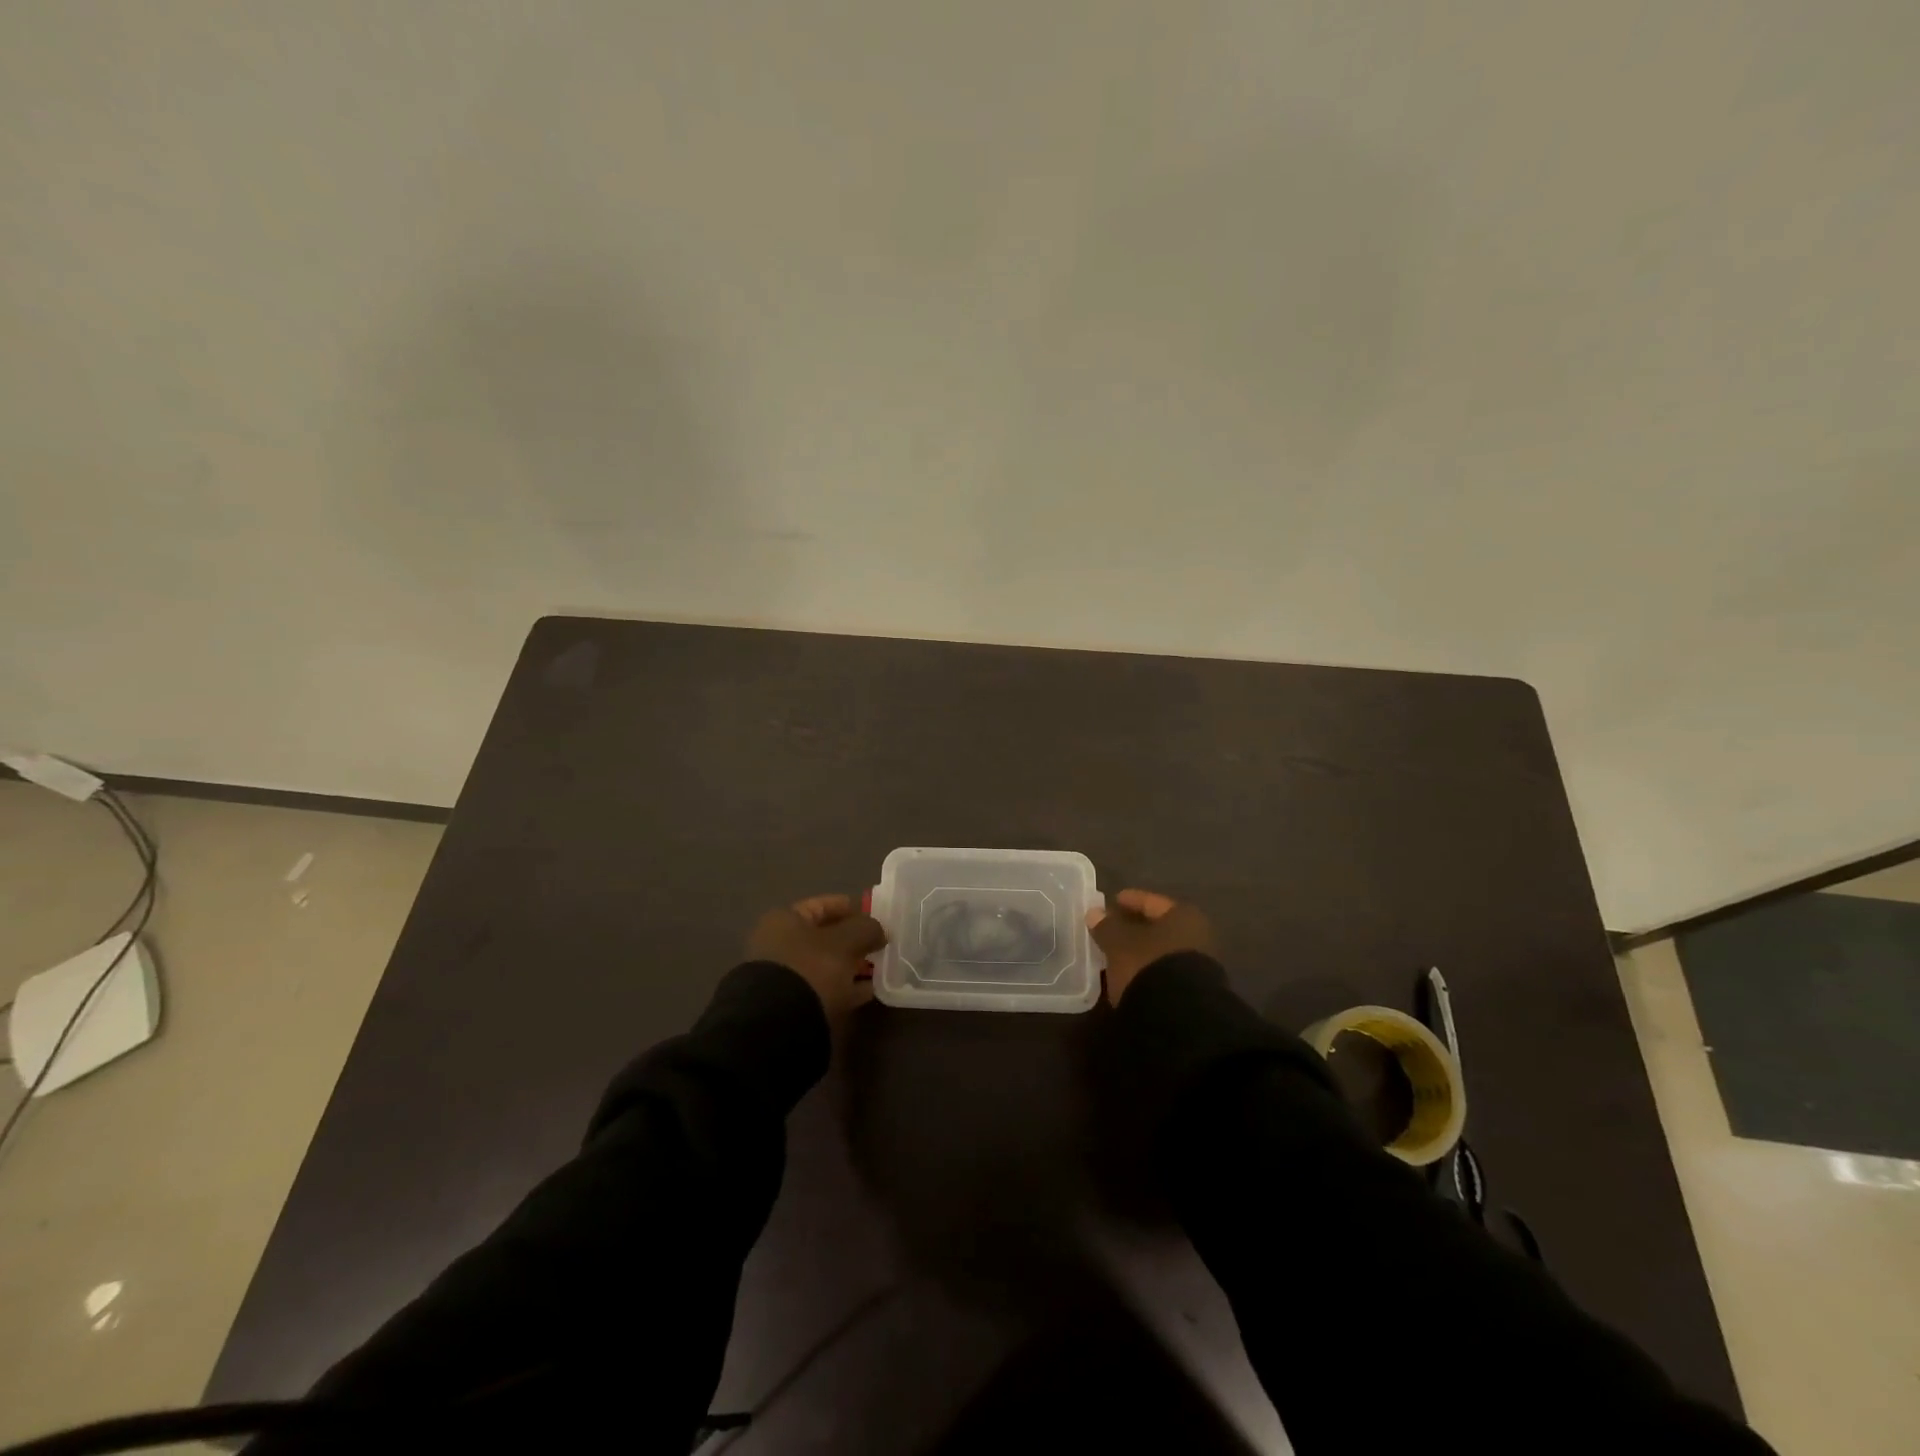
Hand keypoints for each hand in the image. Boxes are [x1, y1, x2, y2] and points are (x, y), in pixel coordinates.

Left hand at [746, 894, 887, 1025]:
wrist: (780, 1024)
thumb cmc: (812, 968)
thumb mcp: (846, 941)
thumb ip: (867, 928)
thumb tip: (879, 930)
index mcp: (785, 920)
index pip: (823, 905)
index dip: (852, 908)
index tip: (877, 917)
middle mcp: (779, 944)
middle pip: (825, 936)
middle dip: (854, 940)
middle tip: (881, 945)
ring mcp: (785, 976)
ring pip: (826, 964)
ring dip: (852, 965)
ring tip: (879, 969)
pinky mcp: (792, 1003)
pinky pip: (825, 988)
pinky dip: (845, 988)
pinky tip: (868, 992)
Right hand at [1086, 888, 1215, 1004]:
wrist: (1181, 1020)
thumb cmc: (1149, 966)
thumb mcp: (1119, 944)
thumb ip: (1106, 927)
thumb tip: (1095, 913)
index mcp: (1183, 916)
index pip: (1151, 902)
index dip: (1129, 900)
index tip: (1111, 901)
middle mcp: (1198, 936)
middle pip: (1159, 927)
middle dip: (1135, 928)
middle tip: (1110, 930)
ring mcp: (1199, 967)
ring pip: (1161, 952)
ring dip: (1140, 952)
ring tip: (1115, 956)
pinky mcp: (1193, 993)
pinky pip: (1164, 972)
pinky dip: (1147, 971)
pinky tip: (1130, 977)